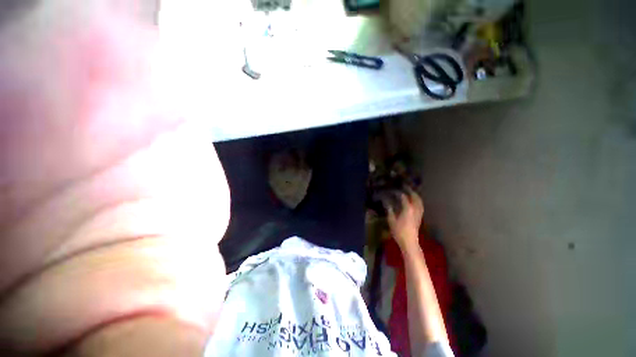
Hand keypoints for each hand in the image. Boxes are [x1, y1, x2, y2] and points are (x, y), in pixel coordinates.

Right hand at [384, 189, 423, 250]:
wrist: (410, 242)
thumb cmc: (399, 231)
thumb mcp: (391, 220)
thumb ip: (389, 210)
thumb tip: (387, 203)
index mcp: (408, 209)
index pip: (404, 197)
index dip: (398, 193)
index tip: (393, 190)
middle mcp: (415, 209)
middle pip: (415, 197)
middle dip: (410, 191)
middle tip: (405, 187)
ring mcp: (419, 213)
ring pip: (419, 201)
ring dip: (415, 196)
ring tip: (411, 192)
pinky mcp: (420, 217)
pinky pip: (420, 206)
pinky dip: (418, 201)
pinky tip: (414, 202)